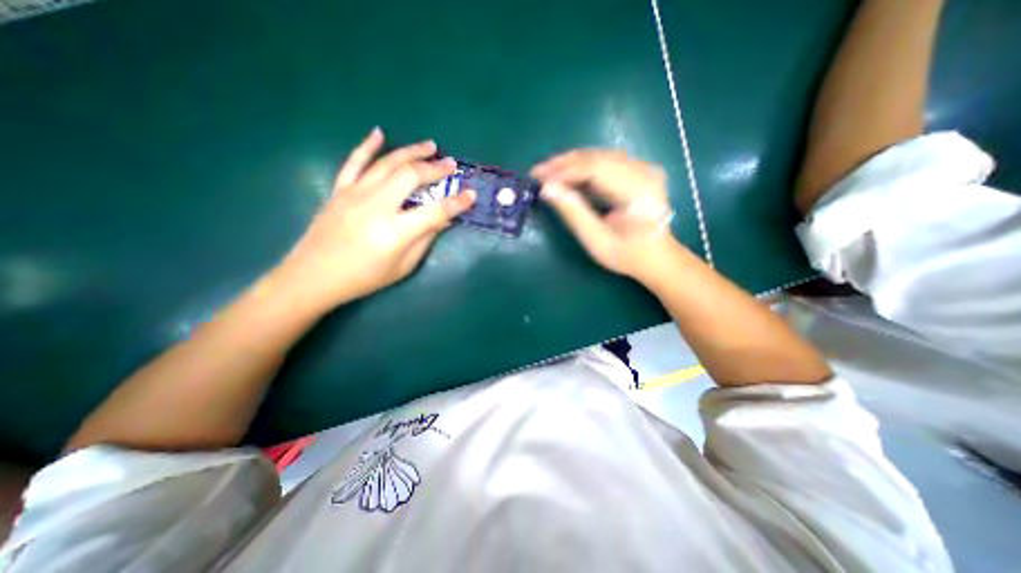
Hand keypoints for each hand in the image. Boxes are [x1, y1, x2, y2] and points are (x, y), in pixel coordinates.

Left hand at [273, 127, 476, 310]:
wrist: (314, 275)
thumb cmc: (364, 277)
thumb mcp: (402, 266)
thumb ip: (424, 240)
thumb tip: (442, 220)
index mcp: (396, 231)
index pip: (435, 211)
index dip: (456, 203)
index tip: (471, 194)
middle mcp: (378, 206)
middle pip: (412, 177)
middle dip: (435, 169)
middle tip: (451, 165)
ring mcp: (356, 193)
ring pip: (388, 163)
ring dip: (411, 152)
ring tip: (430, 145)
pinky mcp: (341, 189)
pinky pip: (355, 161)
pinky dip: (368, 145)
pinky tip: (379, 133)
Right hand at [534, 147, 675, 278]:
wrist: (656, 257)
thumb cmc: (627, 255)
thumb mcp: (596, 241)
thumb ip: (573, 213)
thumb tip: (547, 189)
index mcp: (638, 191)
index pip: (596, 169)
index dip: (564, 172)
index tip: (539, 179)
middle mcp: (644, 171)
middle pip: (597, 157)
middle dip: (563, 163)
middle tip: (537, 173)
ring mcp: (643, 167)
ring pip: (599, 155)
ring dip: (570, 163)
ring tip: (547, 173)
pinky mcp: (637, 169)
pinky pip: (604, 161)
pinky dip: (582, 166)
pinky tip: (566, 174)